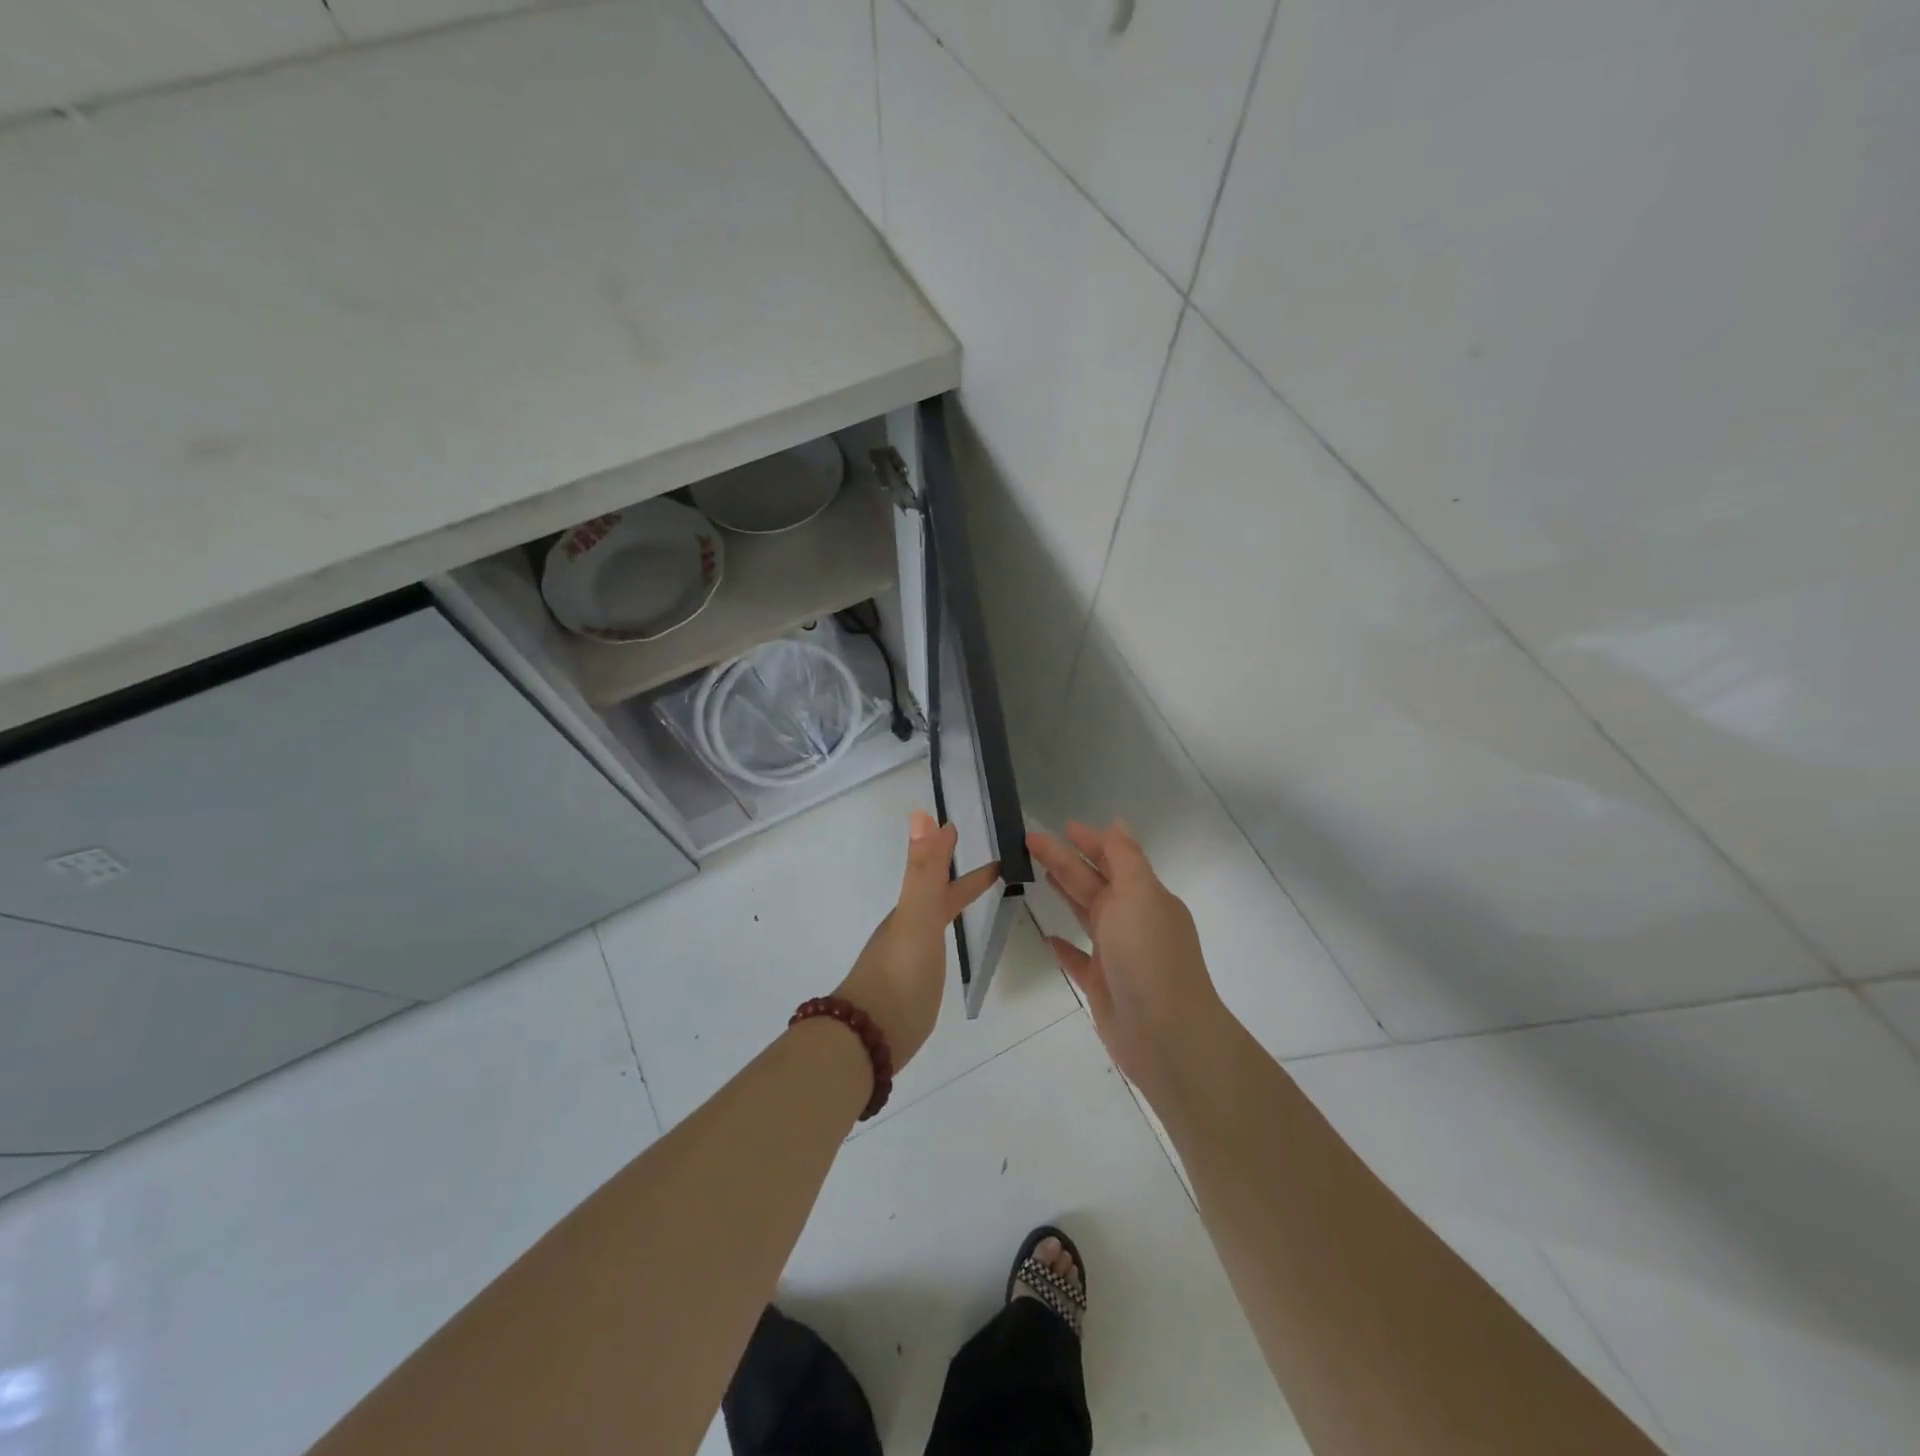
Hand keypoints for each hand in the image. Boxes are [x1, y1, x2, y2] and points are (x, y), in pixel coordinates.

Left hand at [834, 811, 1001, 1067]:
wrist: (870, 1035)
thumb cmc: (899, 972)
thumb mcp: (917, 915)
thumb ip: (924, 870)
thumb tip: (922, 814)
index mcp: (912, 910)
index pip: (937, 874)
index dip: (949, 852)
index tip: (962, 828)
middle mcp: (909, 929)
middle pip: (938, 897)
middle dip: (963, 881)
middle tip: (996, 869)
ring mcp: (910, 959)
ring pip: (934, 922)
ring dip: (952, 906)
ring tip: (976, 903)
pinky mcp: (914, 988)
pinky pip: (933, 950)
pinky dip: (945, 938)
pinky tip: (947, 952)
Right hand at [1027, 822, 1232, 1105]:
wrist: (1164, 1034)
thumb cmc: (1149, 955)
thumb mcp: (1139, 894)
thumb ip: (1125, 858)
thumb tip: (1116, 823)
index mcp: (1144, 896)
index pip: (1114, 858)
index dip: (1089, 841)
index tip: (1062, 826)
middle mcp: (1132, 920)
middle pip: (1092, 882)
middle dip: (1064, 859)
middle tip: (1030, 841)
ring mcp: (1117, 954)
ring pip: (1086, 914)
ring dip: (1066, 892)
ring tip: (1039, 874)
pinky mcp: (1102, 984)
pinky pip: (1078, 959)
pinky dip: (1063, 946)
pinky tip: (1047, 937)